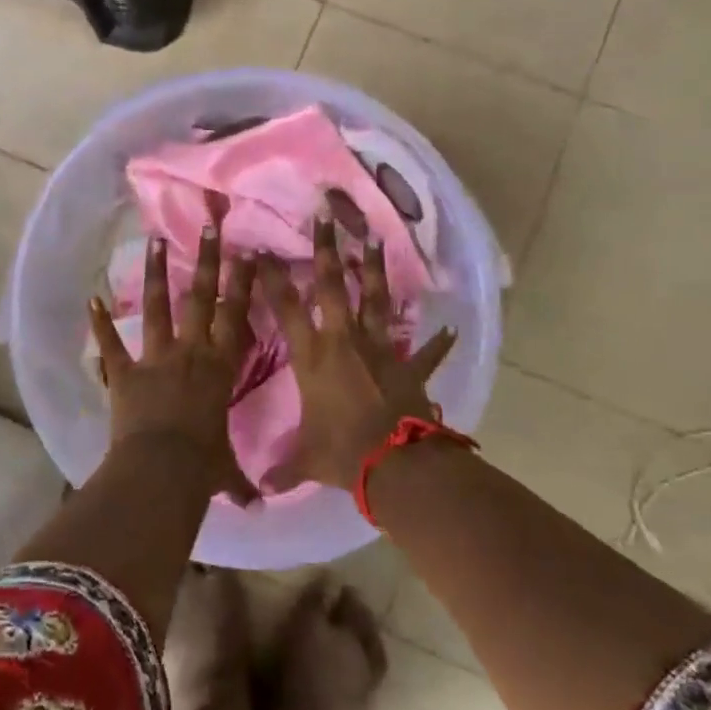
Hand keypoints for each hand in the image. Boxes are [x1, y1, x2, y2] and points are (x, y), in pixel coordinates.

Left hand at [89, 224, 258, 502]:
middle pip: (202, 298)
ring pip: (159, 307)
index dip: (244, 283)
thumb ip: (240, 482)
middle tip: (209, 226)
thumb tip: (259, 508)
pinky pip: (111, 345)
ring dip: (157, 273)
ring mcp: (156, 358)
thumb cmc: (202, 466)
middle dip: (208, 260)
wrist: (161, 470)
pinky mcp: (126, 372)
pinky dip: (100, 324)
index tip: (248, 252)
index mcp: (220, 367)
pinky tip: (91, 300)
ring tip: (156, 240)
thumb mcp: (224, 471)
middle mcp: (191, 352)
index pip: (237, 316)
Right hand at [258, 219, 456, 492]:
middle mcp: (343, 341)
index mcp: (312, 357)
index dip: (271, 278)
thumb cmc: (342, 454)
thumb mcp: (306, 459)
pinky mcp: (409, 366)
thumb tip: (260, 493)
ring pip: (374, 299)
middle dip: (326, 249)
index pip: (285, 308)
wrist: (394, 464)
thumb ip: (283, 469)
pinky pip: (426, 352)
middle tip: (325, 215)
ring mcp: (379, 349)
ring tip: (374, 238)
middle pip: (331, 286)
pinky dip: (438, 343)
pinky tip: (450, 330)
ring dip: (373, 269)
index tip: (261, 250)